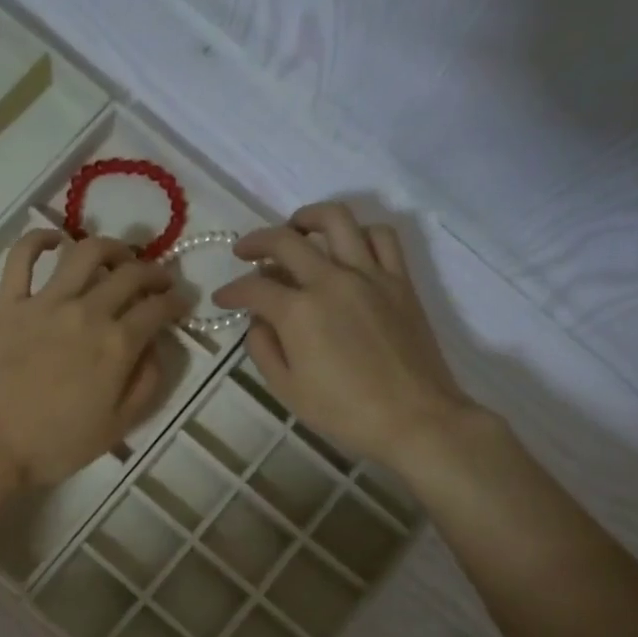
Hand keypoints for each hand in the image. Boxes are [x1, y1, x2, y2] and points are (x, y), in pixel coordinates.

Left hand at [0, 231, 188, 487]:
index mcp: (117, 344)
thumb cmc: (58, 445)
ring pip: (85, 252)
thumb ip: (147, 383)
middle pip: (130, 274)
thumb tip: (156, 347)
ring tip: (118, 256)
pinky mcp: (9, 303)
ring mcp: (45, 302)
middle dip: (153, 272)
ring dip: (110, 247)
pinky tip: (55, 240)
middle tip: (158, 280)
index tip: (182, 303)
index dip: (176, 302)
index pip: (158, 308)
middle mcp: (87, 312)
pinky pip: (22, 257)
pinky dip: (39, 239)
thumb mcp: (118, 426)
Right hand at [212, 203, 480, 471]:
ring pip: (337, 220)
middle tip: (244, 252)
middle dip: (255, 242)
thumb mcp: (287, 390)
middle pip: (285, 241)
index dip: (231, 291)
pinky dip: (360, 232)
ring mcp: (370, 275)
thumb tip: (258, 321)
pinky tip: (348, 246)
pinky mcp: (400, 280)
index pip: (253, 288)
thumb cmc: (345, 413)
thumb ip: (263, 349)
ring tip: (296, 229)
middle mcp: (331, 280)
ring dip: (308, 217)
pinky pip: (382, 236)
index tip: (222, 299)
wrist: (415, 419)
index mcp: (299, 311)